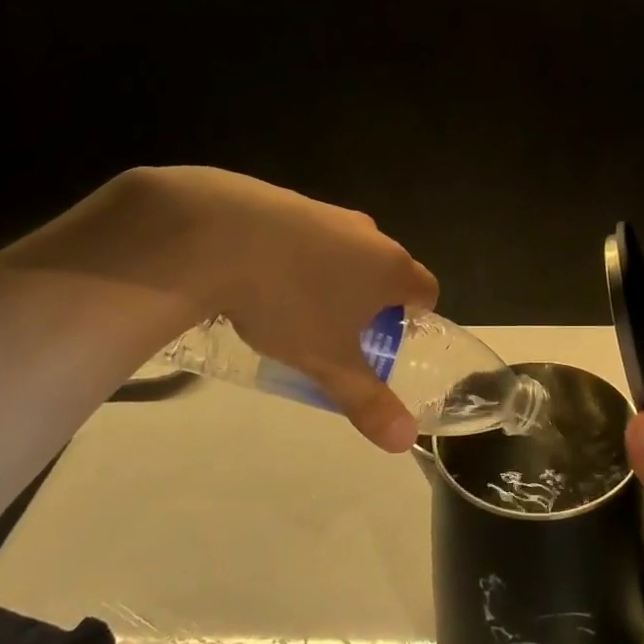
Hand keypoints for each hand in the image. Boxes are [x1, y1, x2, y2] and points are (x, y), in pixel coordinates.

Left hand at [130, 167, 439, 451]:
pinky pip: (308, 236)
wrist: (217, 235)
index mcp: (390, 268)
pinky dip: (298, 257)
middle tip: (342, 335)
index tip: (389, 340)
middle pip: (386, 269)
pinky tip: (263, 279)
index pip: (426, 289)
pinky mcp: (286, 202)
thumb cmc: (289, 302)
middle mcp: (368, 234)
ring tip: (298, 310)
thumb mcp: (328, 362)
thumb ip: (367, 401)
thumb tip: (405, 441)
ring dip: (335, 278)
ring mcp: (327, 213)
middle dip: (371, 301)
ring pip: (346, 252)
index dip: (415, 317)